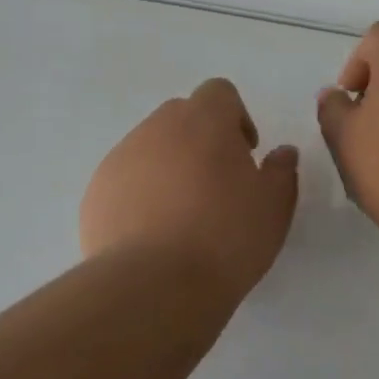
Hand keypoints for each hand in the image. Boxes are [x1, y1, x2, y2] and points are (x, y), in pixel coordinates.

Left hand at [81, 78, 299, 288]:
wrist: (153, 285)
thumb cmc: (225, 237)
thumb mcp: (274, 206)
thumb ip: (282, 171)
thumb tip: (282, 153)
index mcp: (203, 120)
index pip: (218, 92)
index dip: (235, 117)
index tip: (245, 154)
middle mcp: (157, 128)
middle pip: (181, 116)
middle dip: (200, 140)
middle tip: (217, 185)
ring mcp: (120, 158)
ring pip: (150, 148)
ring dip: (169, 167)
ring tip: (182, 216)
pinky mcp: (96, 192)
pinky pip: (125, 180)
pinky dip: (140, 195)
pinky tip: (152, 234)